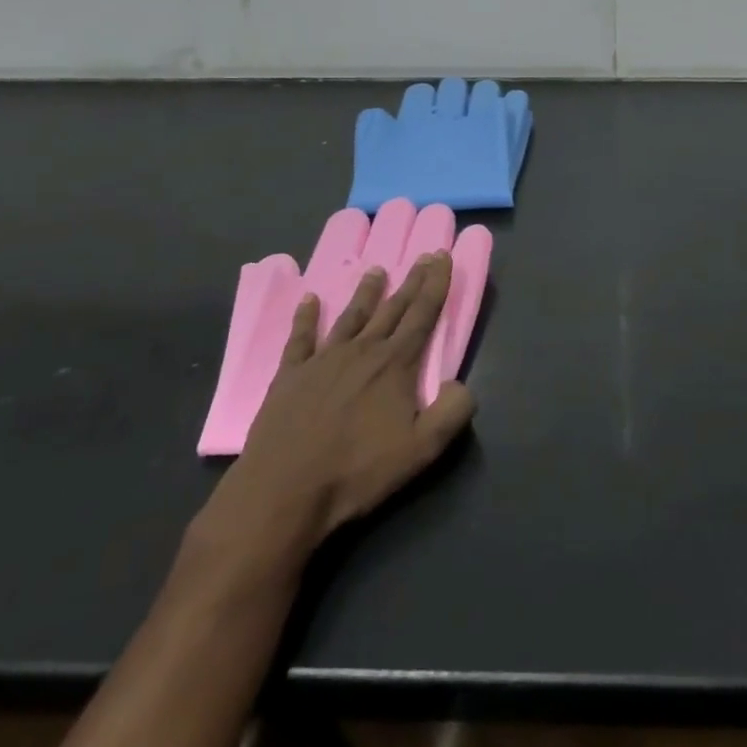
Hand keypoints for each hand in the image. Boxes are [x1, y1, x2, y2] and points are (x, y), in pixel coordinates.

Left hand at [185, 253, 476, 596]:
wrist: (284, 491)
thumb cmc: (358, 471)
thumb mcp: (422, 449)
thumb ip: (453, 412)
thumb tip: (462, 383)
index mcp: (395, 364)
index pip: (423, 314)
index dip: (435, 284)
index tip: (443, 256)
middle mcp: (362, 351)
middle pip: (392, 308)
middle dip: (411, 281)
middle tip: (422, 255)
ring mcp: (323, 359)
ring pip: (351, 317)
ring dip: (366, 293)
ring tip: (376, 270)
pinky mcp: (290, 375)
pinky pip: (300, 337)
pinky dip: (306, 316)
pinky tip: (309, 300)